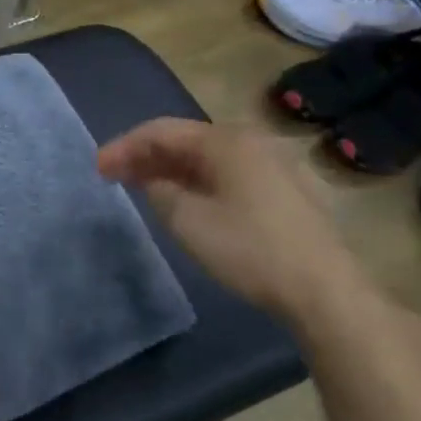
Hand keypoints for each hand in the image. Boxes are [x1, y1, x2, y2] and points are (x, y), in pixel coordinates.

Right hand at [98, 119, 366, 324]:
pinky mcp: (283, 189)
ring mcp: (271, 164)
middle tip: (114, 176)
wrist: (323, 289)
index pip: (161, 130)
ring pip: (207, 157)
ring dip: (170, 169)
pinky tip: (184, 200)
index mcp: (225, 141)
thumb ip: (159, 191)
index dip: (123, 147)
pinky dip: (196, 181)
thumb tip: (155, 182)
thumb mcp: (187, 220)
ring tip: (142, 187)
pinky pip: (226, 173)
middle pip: (185, 139)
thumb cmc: (249, 249)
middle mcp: (250, 142)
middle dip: (145, 156)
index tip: (97, 169)